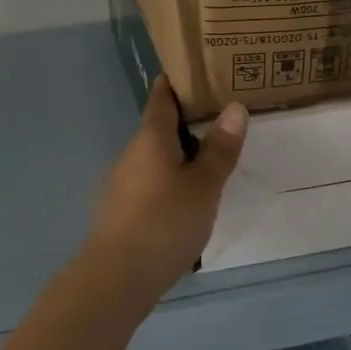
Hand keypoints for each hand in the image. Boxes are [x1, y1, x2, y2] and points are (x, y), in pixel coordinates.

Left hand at [85, 76, 246, 302]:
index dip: (176, 83)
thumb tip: (234, 106)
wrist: (116, 277)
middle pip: (158, 127)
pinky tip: (186, 197)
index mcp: (150, 137)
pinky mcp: (121, 209)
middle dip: (185, 121)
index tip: (196, 72)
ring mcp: (122, 181)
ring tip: (210, 158)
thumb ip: (219, 148)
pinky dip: (168, 178)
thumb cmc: (165, 222)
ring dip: (178, 153)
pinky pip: (149, 180)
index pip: (161, 97)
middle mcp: (131, 152)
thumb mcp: (203, 185)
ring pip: (154, 156)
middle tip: (220, 117)